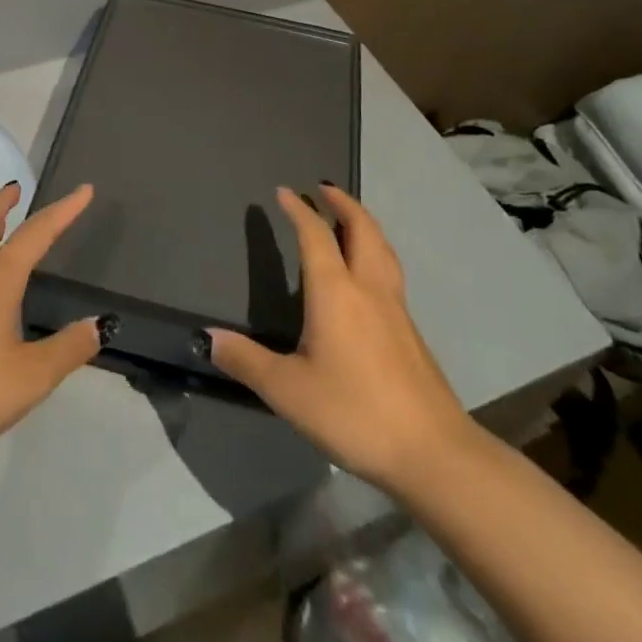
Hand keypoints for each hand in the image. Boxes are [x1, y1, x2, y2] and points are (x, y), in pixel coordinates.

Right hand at [209, 184, 474, 496]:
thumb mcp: (288, 390)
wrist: (433, 452)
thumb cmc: (354, 412)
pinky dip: (377, 252)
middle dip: (343, 204)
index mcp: (335, 292)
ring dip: (364, 224)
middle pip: (361, 229)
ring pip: (383, 248)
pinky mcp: (411, 331)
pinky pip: (391, 272)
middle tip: (325, 189)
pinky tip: (370, 274)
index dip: (299, 210)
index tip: (285, 191)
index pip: (315, 236)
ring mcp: (396, 309)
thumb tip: (208, 336)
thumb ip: (247, 361)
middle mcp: (368, 288)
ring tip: (350, 218)